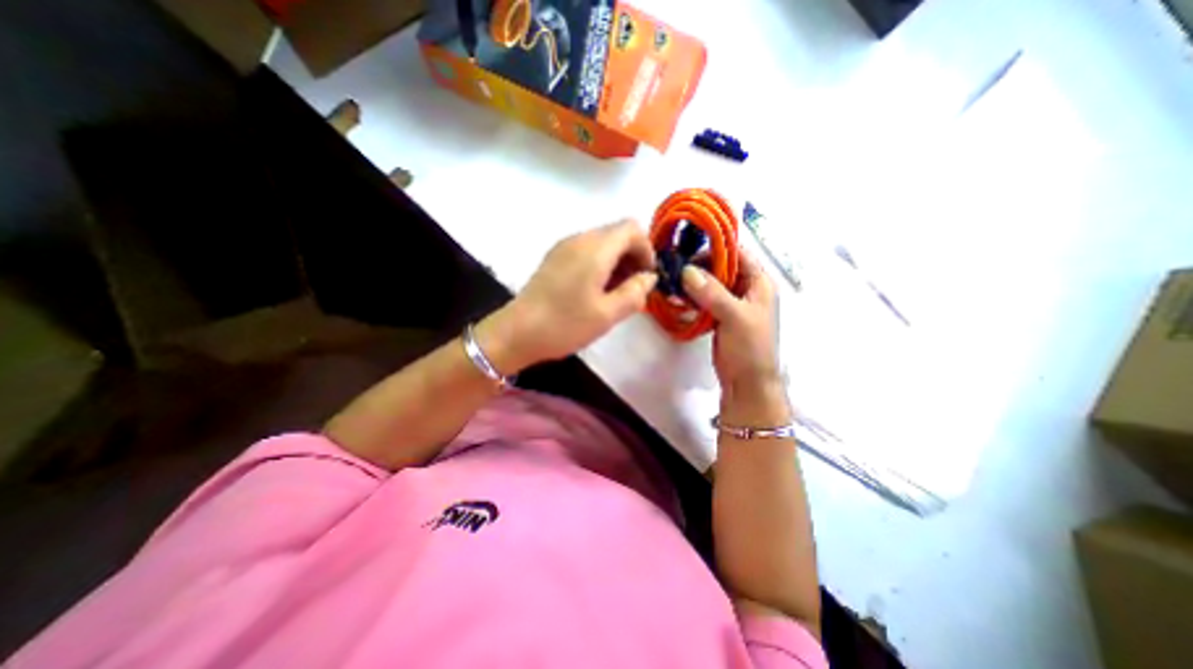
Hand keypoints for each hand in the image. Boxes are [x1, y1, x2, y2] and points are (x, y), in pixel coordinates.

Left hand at [478, 219, 660, 371]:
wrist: (517, 332)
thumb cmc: (565, 324)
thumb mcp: (608, 314)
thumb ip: (635, 292)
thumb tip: (649, 277)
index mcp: (595, 248)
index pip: (632, 229)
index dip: (646, 250)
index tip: (646, 278)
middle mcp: (579, 239)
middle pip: (617, 233)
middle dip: (632, 256)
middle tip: (633, 288)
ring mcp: (564, 247)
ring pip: (601, 242)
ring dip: (616, 261)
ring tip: (615, 293)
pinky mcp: (554, 258)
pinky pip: (586, 251)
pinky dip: (600, 264)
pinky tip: (595, 290)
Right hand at [680, 249, 784, 395]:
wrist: (747, 382)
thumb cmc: (750, 348)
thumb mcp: (735, 317)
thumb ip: (712, 293)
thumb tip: (686, 271)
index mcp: (758, 283)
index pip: (738, 253)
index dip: (715, 247)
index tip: (689, 248)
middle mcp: (746, 288)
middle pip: (721, 267)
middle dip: (698, 266)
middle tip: (675, 268)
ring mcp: (731, 303)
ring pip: (710, 283)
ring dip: (692, 282)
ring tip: (672, 282)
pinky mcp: (719, 315)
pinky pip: (704, 299)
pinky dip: (691, 297)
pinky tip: (677, 298)